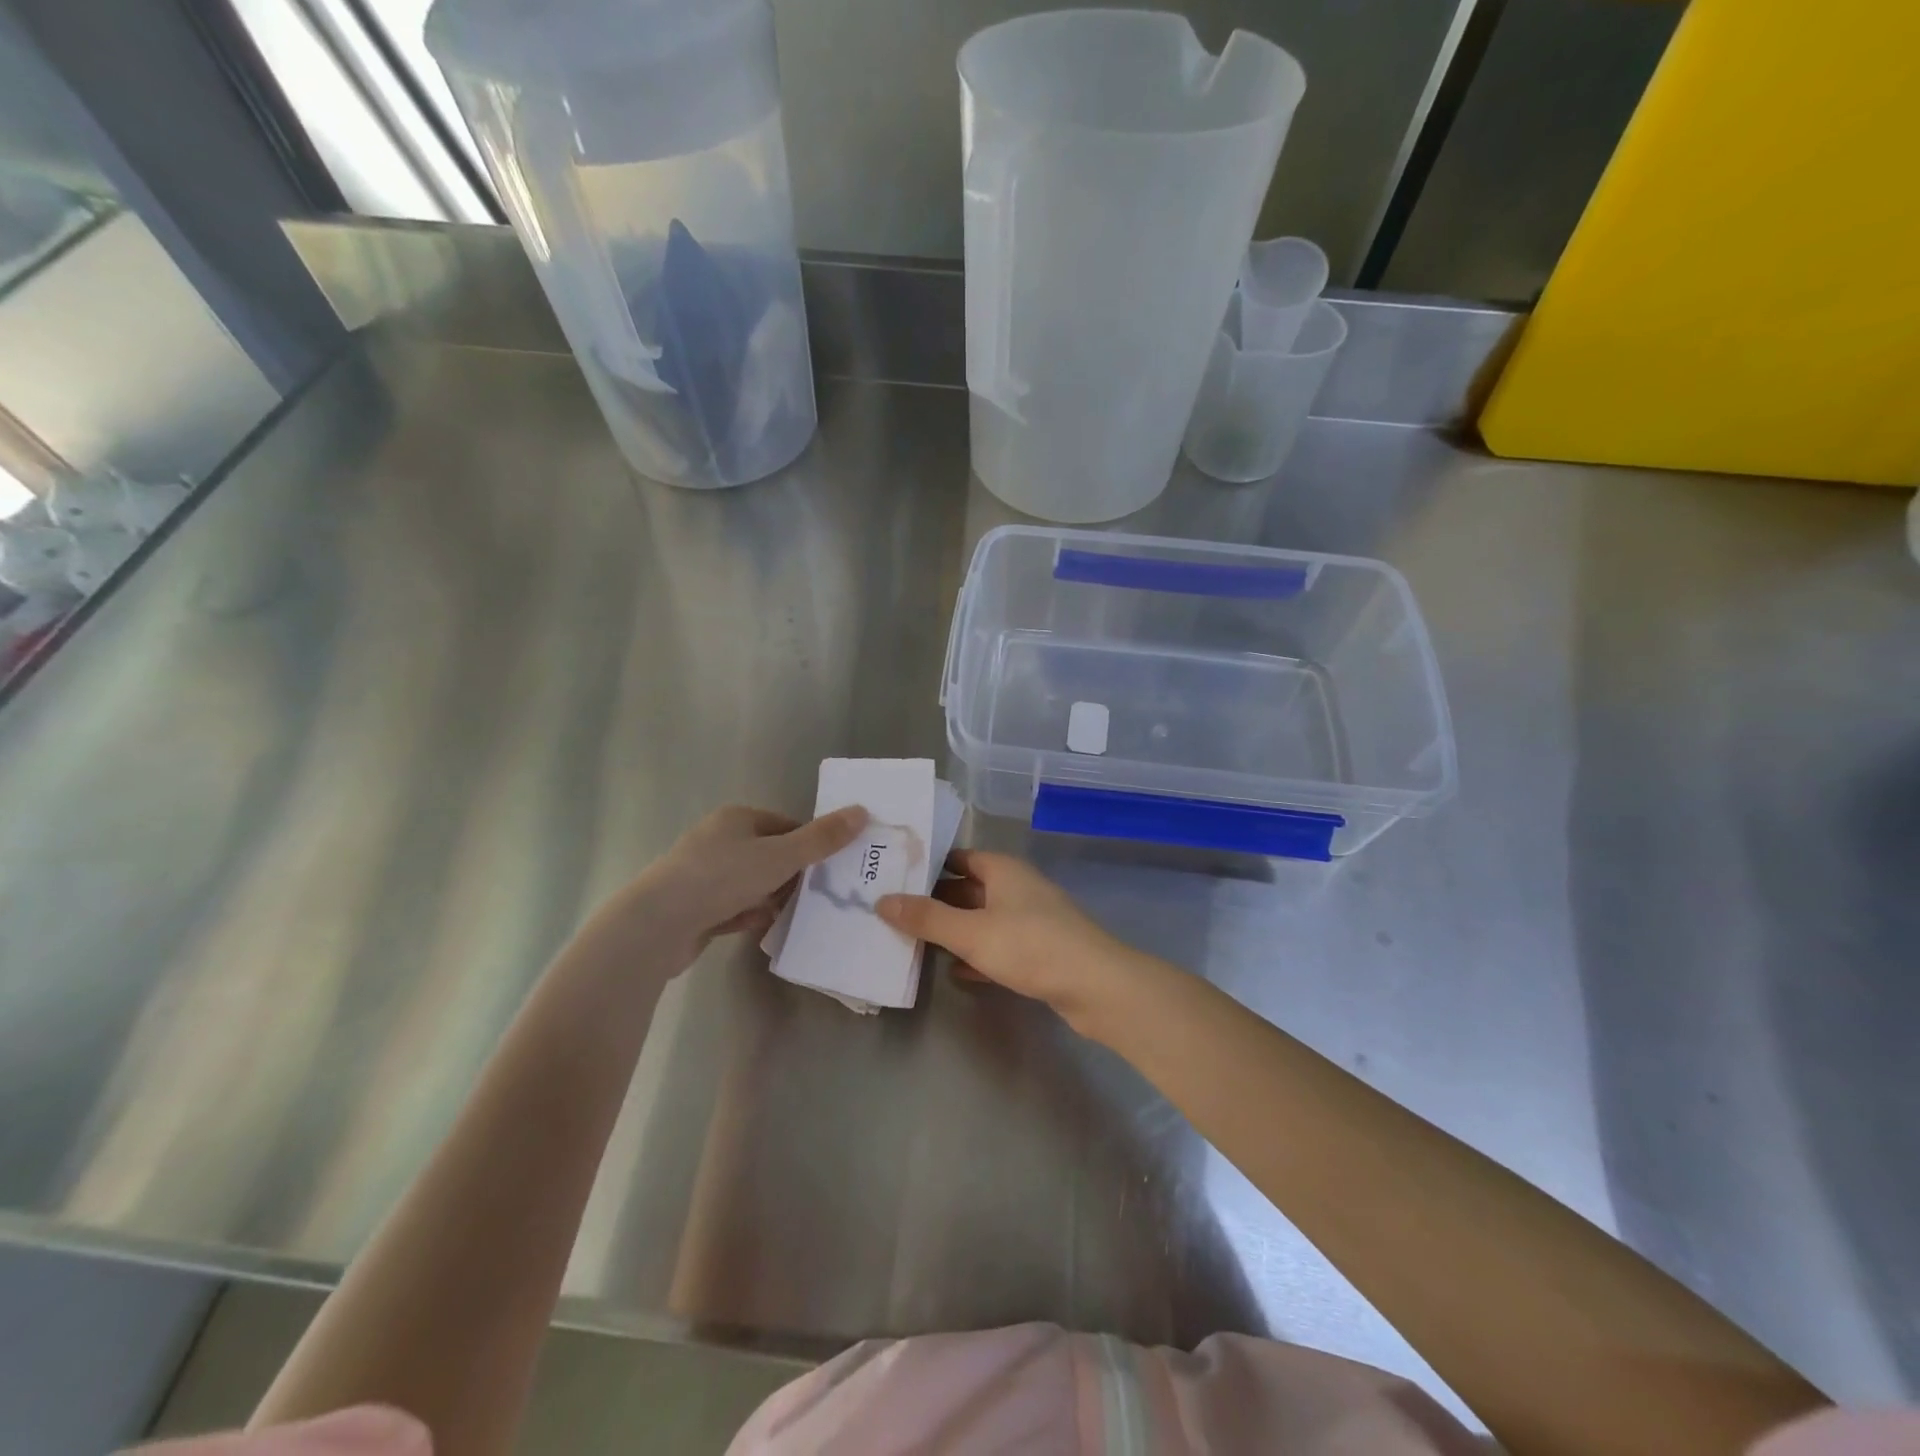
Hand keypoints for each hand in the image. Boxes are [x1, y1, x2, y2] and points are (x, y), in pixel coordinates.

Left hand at [594, 803, 867, 968]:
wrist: (657, 925)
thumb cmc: (721, 878)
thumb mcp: (780, 856)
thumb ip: (822, 838)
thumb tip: (862, 811)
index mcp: (738, 818)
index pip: (786, 825)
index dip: (811, 845)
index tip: (832, 869)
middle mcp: (719, 840)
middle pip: (771, 854)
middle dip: (794, 876)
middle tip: (821, 896)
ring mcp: (704, 874)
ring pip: (754, 883)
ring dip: (773, 898)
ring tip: (799, 915)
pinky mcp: (696, 906)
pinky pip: (734, 906)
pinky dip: (751, 915)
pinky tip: (765, 928)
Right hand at [877, 851, 1149, 1031]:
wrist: (1097, 987)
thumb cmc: (1031, 946)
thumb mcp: (972, 932)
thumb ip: (926, 918)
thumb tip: (882, 900)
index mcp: (1003, 870)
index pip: (958, 857)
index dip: (927, 865)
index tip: (892, 876)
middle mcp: (1016, 888)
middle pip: (967, 888)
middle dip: (934, 901)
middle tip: (893, 912)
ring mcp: (1030, 920)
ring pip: (981, 919)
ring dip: (953, 930)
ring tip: (912, 941)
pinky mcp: (1038, 951)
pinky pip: (997, 946)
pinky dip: (975, 954)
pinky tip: (953, 971)